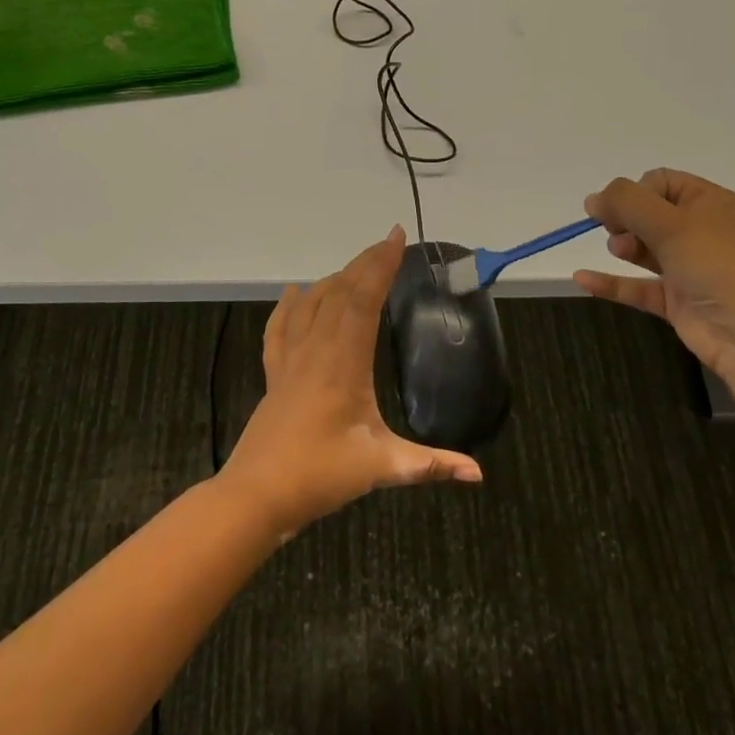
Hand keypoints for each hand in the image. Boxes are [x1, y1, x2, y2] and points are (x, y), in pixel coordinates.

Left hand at [220, 227, 482, 535]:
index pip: (363, 300)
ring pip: (311, 305)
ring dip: (334, 279)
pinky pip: (280, 329)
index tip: (397, 238)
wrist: (256, 495)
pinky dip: (288, 306)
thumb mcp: (380, 468)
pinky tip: (293, 293)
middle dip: (364, 263)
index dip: (380, 266)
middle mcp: (316, 351)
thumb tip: (477, 473)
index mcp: (343, 363)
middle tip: (386, 243)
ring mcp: (290, 360)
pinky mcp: (274, 375)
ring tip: (355, 266)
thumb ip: (430, 465)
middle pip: (339, 293)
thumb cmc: (319, 477)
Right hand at [574, 169, 734, 381]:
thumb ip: (626, 203)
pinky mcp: (678, 301)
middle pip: (650, 214)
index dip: (635, 191)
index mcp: (710, 203)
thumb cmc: (717, 265)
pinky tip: (581, 279)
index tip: (619, 208)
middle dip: (625, 219)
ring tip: (618, 250)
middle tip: (614, 229)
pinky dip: (612, 283)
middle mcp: (701, 232)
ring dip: (623, 246)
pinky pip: (638, 286)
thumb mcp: (671, 223)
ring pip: (645, 249)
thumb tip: (592, 199)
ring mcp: (690, 268)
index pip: (661, 182)